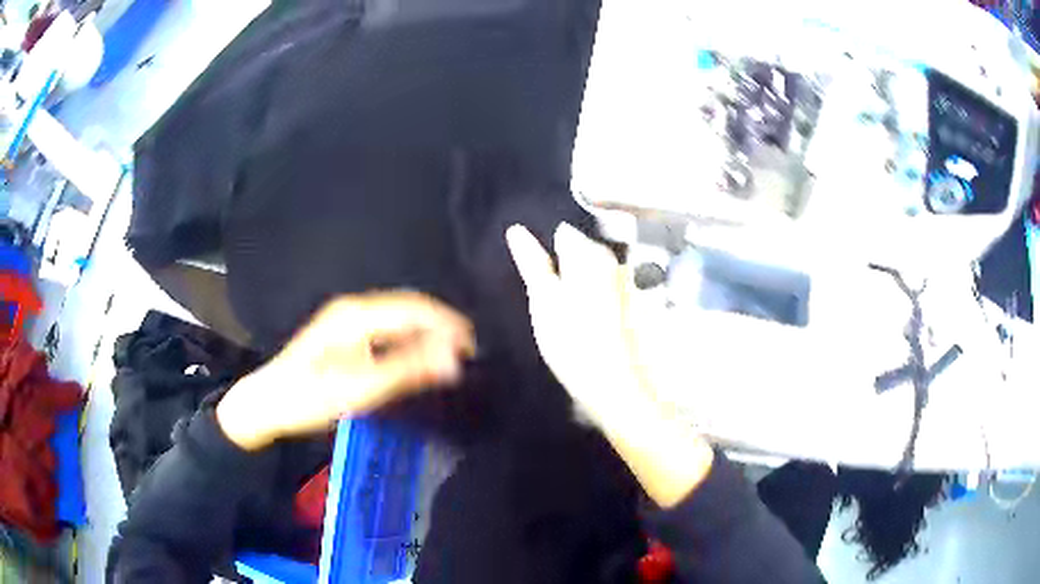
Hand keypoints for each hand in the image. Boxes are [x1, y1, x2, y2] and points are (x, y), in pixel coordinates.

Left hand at [217, 291, 474, 449]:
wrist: (267, 403)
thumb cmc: (309, 397)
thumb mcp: (360, 388)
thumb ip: (407, 371)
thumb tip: (454, 360)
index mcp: (356, 315)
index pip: (414, 308)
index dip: (448, 324)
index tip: (473, 348)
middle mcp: (354, 309)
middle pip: (409, 308)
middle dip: (441, 326)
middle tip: (467, 354)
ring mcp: (347, 320)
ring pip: (399, 318)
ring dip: (427, 333)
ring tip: (450, 356)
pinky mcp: (345, 335)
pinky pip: (388, 329)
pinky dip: (410, 340)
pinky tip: (418, 357)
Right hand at [505, 222, 645, 422]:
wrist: (612, 385)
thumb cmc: (572, 341)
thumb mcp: (543, 298)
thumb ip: (532, 262)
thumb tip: (517, 230)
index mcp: (592, 255)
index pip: (563, 235)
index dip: (544, 254)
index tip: (537, 280)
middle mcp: (614, 263)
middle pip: (579, 255)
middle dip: (561, 270)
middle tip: (547, 304)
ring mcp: (625, 285)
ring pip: (590, 276)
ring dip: (575, 289)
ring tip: (563, 320)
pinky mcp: (630, 308)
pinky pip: (602, 294)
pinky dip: (589, 303)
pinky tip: (581, 327)